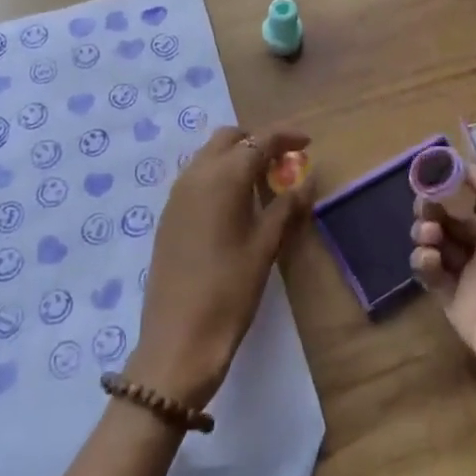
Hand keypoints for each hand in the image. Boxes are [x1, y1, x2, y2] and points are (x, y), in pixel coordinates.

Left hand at [127, 126, 311, 408]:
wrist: (178, 338)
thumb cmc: (230, 290)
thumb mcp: (265, 247)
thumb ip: (287, 207)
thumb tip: (307, 180)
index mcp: (223, 177)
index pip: (259, 140)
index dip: (285, 136)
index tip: (307, 142)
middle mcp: (196, 174)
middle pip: (229, 139)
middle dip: (257, 141)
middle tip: (283, 162)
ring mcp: (177, 194)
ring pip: (210, 155)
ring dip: (236, 157)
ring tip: (262, 183)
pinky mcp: (169, 214)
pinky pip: (197, 176)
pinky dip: (219, 175)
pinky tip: (235, 204)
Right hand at [411, 160, 475, 455]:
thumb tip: (472, 165)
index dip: (458, 175)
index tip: (435, 167)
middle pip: (454, 211)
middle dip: (436, 200)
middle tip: (425, 203)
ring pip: (439, 239)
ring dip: (426, 227)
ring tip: (428, 233)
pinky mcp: (460, 307)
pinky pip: (434, 276)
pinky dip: (423, 262)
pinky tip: (428, 259)